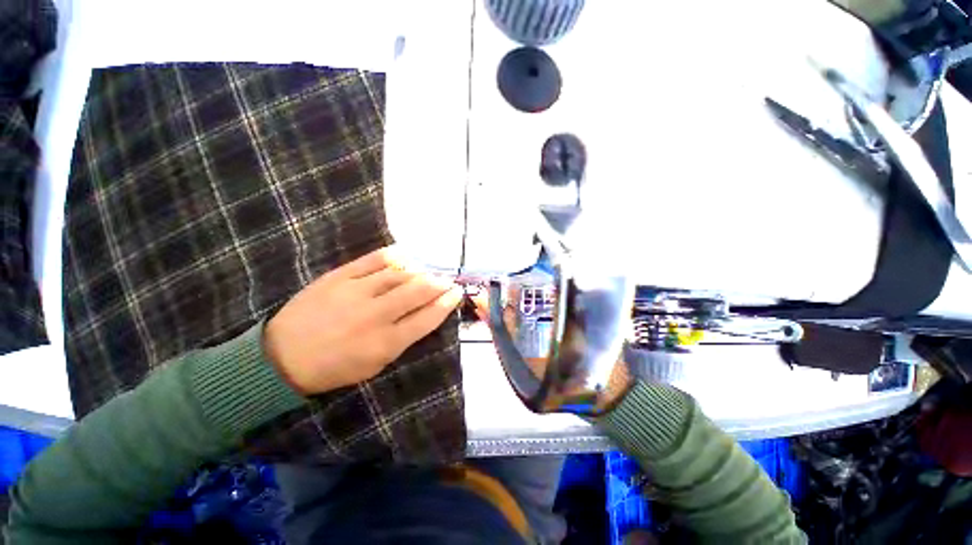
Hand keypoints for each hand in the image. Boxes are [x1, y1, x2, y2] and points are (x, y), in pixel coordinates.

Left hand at [264, 246, 462, 394]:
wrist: (281, 357)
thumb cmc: (334, 368)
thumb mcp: (375, 366)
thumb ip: (403, 339)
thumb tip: (426, 314)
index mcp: (385, 343)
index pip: (427, 318)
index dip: (447, 303)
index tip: (457, 293)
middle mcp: (375, 315)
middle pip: (418, 291)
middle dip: (439, 283)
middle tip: (447, 280)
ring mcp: (355, 292)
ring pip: (399, 274)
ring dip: (419, 272)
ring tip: (426, 272)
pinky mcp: (338, 277)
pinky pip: (373, 260)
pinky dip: (394, 256)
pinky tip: (404, 257)